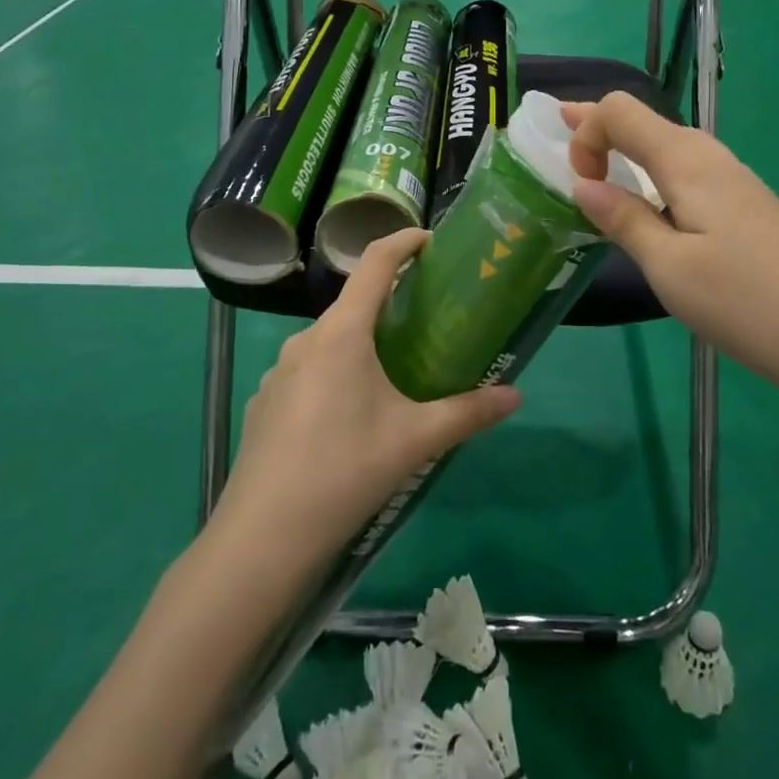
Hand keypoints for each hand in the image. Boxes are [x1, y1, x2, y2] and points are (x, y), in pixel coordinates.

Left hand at [217, 228, 522, 559]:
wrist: (263, 537)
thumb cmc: (345, 470)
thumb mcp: (415, 439)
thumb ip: (468, 412)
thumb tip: (516, 395)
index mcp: (342, 333)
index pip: (375, 264)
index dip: (404, 242)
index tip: (431, 240)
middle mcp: (306, 340)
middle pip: (354, 305)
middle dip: (391, 305)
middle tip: (429, 322)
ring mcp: (279, 372)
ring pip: (331, 341)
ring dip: (363, 344)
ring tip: (396, 374)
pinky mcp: (267, 403)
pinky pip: (310, 371)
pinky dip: (337, 374)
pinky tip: (351, 418)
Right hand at [563, 93, 778, 419]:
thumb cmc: (743, 301)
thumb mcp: (668, 266)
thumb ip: (623, 219)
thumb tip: (583, 185)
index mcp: (685, 160)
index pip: (619, 111)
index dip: (585, 133)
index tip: (578, 185)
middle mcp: (709, 156)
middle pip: (643, 120)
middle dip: (598, 128)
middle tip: (559, 136)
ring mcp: (733, 180)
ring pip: (666, 147)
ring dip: (625, 151)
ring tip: (595, 169)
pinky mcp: (746, 205)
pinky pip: (686, 172)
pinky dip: (652, 175)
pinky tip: (648, 204)